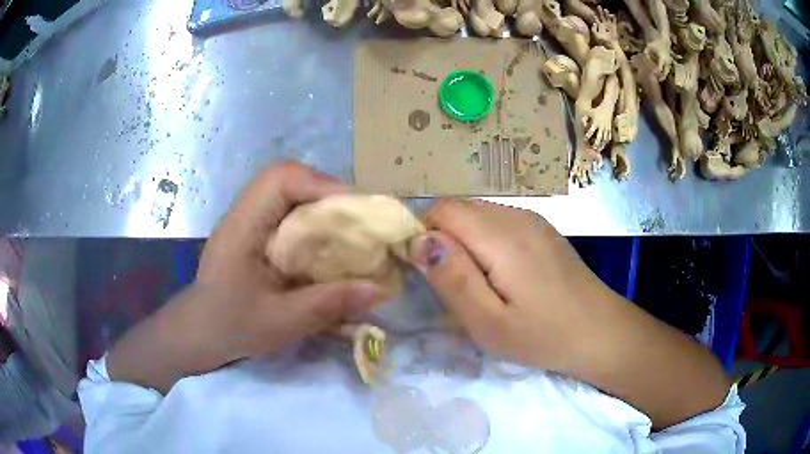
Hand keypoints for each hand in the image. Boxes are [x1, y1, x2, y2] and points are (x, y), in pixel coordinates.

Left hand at [108, 163, 386, 392]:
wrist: (199, 333)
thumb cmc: (230, 327)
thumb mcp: (281, 322)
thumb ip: (328, 304)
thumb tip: (380, 289)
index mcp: (243, 226)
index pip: (280, 179)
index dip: (321, 185)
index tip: (356, 211)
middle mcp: (246, 214)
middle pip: (290, 181)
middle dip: (329, 195)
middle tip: (360, 222)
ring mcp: (250, 222)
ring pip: (292, 195)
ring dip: (323, 208)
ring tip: (351, 232)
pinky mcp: (257, 234)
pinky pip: (290, 214)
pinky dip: (314, 223)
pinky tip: (328, 247)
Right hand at [410, 200, 728, 427]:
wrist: (600, 332)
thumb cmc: (544, 335)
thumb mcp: (489, 323)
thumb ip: (453, 279)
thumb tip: (419, 241)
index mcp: (502, 236)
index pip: (443, 211)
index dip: (423, 235)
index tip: (424, 274)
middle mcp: (516, 216)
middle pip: (459, 209)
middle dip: (441, 239)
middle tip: (447, 284)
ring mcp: (532, 220)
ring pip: (477, 215)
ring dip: (462, 241)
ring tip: (472, 283)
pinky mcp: (541, 230)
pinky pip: (497, 223)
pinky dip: (483, 241)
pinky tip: (497, 274)